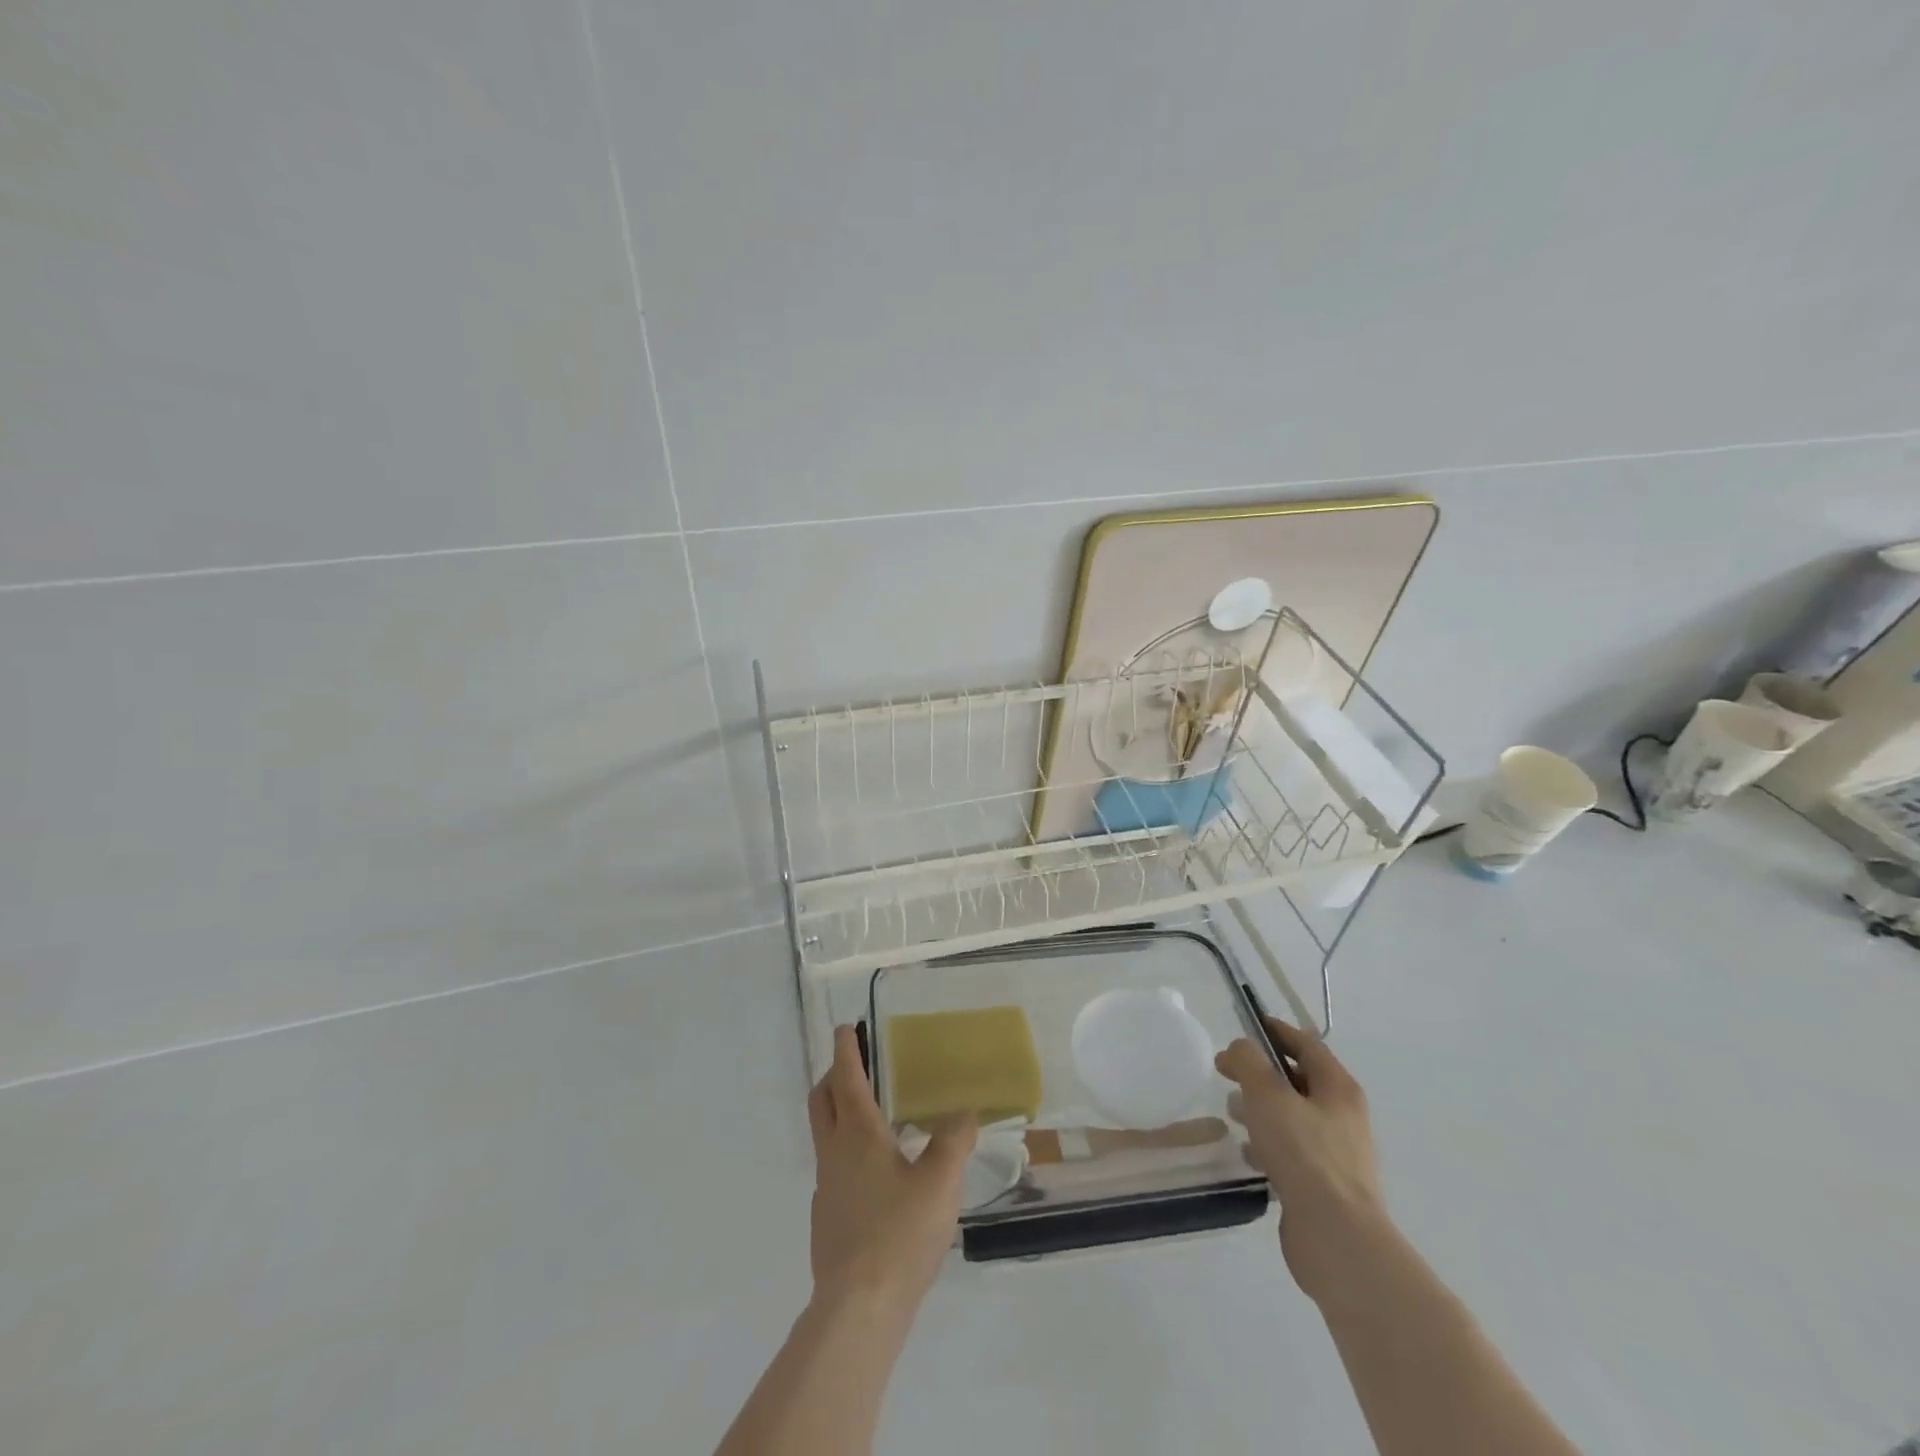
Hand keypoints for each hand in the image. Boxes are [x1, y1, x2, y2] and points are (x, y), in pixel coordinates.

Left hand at [807, 1025, 977, 1314]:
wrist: (858, 1309)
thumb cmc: (899, 1233)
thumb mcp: (940, 1182)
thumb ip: (954, 1140)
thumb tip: (964, 1111)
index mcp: (857, 1133)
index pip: (845, 1076)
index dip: (845, 1049)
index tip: (846, 1028)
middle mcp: (834, 1152)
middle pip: (821, 1100)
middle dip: (832, 1076)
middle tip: (854, 1066)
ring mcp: (825, 1187)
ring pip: (824, 1135)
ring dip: (838, 1114)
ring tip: (873, 1119)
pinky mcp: (826, 1218)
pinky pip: (832, 1169)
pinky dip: (846, 1153)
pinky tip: (875, 1176)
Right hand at [1216, 1017, 1388, 1303]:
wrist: (1338, 1239)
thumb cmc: (1304, 1154)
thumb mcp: (1268, 1096)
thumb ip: (1249, 1063)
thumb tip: (1240, 1048)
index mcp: (1338, 1088)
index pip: (1306, 1044)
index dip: (1276, 1030)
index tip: (1246, 1025)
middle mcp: (1343, 1116)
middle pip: (1299, 1080)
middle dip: (1262, 1073)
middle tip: (1226, 1072)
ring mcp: (1336, 1153)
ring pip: (1293, 1117)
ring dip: (1262, 1109)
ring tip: (1231, 1112)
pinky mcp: (1324, 1186)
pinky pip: (1292, 1152)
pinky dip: (1268, 1145)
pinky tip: (1246, 1153)